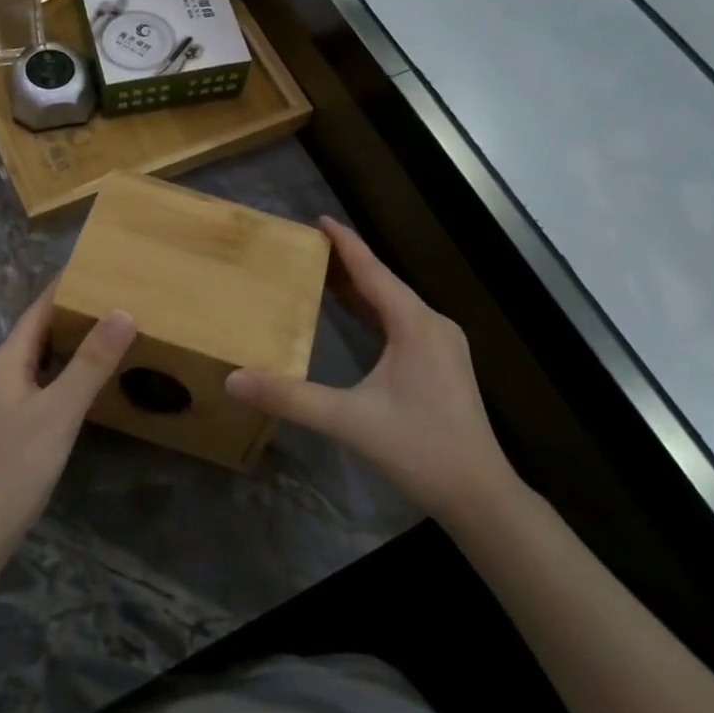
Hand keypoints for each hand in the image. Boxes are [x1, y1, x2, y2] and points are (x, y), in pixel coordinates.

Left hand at [0, 280, 134, 564]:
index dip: (66, 287)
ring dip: (63, 347)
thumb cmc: (14, 468)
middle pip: (33, 333)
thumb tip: (122, 311)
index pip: (38, 309)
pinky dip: (54, 374)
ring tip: (103, 337)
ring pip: (31, 361)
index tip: (97, 267)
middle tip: (112, 301)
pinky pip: (28, 385)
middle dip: (70, 316)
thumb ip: (91, 363)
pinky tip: (76, 387)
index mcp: (2, 361)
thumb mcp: (60, 413)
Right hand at [226, 218, 519, 521]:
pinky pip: (403, 323)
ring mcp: (442, 345)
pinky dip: (375, 312)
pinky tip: (356, 316)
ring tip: (323, 274)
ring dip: (361, 288)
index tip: (319, 219)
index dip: (345, 244)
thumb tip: (234, 379)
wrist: (479, 493)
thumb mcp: (348, 421)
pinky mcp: (443, 364)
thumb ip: (290, 398)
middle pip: (384, 282)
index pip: (373, 271)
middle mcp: (433, 324)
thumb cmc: (419, 449)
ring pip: (395, 303)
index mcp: (415, 325)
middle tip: (308, 247)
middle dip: (347, 263)